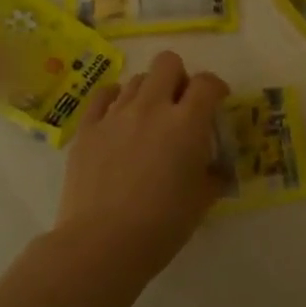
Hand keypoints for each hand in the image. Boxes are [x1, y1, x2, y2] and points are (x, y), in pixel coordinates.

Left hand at [55, 50, 229, 273]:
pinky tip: (118, 117)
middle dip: (179, 77)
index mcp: (187, 123)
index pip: (207, 83)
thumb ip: (214, 175)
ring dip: (148, 92)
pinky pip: (103, 96)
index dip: (216, 88)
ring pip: (136, 79)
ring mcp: (115, 115)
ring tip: (148, 119)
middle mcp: (152, 107)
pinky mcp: (87, 128)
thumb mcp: (202, 200)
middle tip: (180, 105)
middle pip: (167, 63)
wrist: (102, 244)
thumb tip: (218, 169)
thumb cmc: (162, 225)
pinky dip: (115, 100)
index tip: (217, 102)